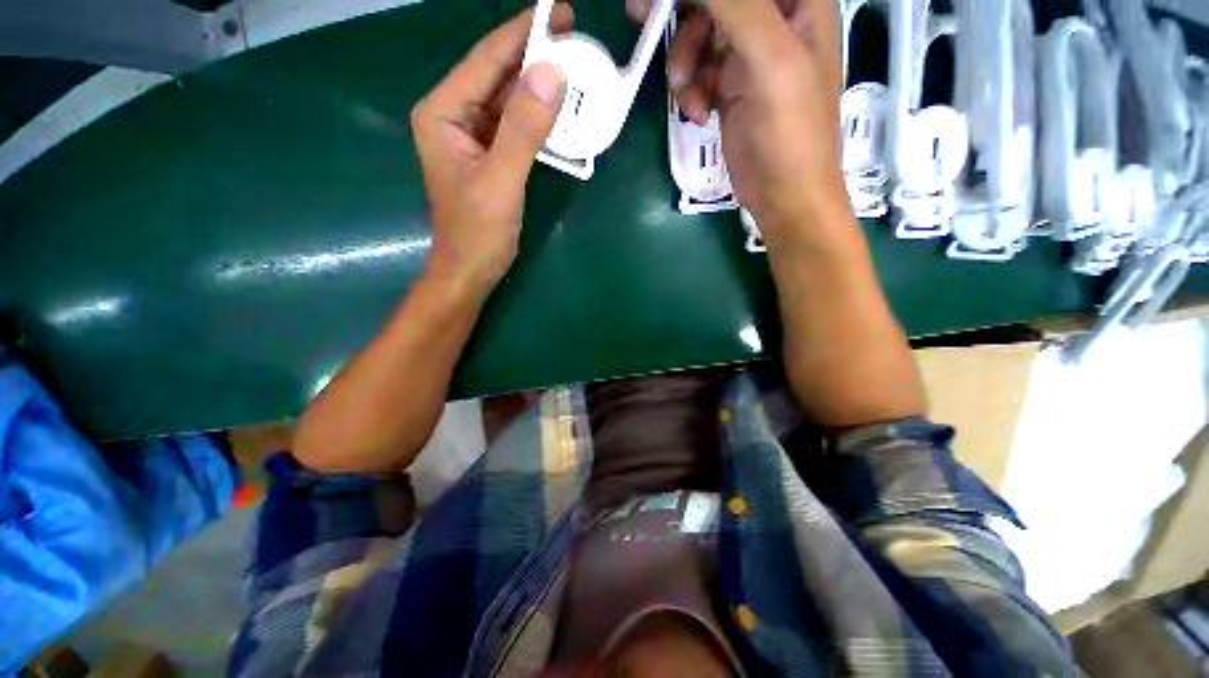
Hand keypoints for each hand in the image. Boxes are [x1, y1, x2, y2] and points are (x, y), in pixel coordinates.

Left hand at [410, 7, 570, 295]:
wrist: (471, 269)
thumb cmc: (478, 232)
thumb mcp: (501, 181)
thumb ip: (523, 129)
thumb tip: (552, 73)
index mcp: (444, 112)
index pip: (487, 60)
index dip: (522, 32)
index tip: (559, 10)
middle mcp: (456, 115)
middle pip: (498, 75)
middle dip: (536, 57)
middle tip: (577, 40)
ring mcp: (474, 136)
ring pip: (511, 100)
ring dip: (542, 89)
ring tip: (577, 73)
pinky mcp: (492, 155)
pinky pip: (518, 126)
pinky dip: (541, 120)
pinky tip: (562, 114)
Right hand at [632, 0, 850, 247]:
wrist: (782, 195)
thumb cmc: (790, 132)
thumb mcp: (769, 59)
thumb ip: (737, 6)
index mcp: (799, 1)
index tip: (665, 0)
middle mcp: (775, 19)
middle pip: (717, 0)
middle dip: (683, 14)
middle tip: (642, 15)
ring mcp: (749, 55)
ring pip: (701, 33)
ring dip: (684, 61)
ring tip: (686, 93)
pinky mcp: (730, 87)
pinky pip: (698, 71)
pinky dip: (691, 90)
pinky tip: (699, 113)